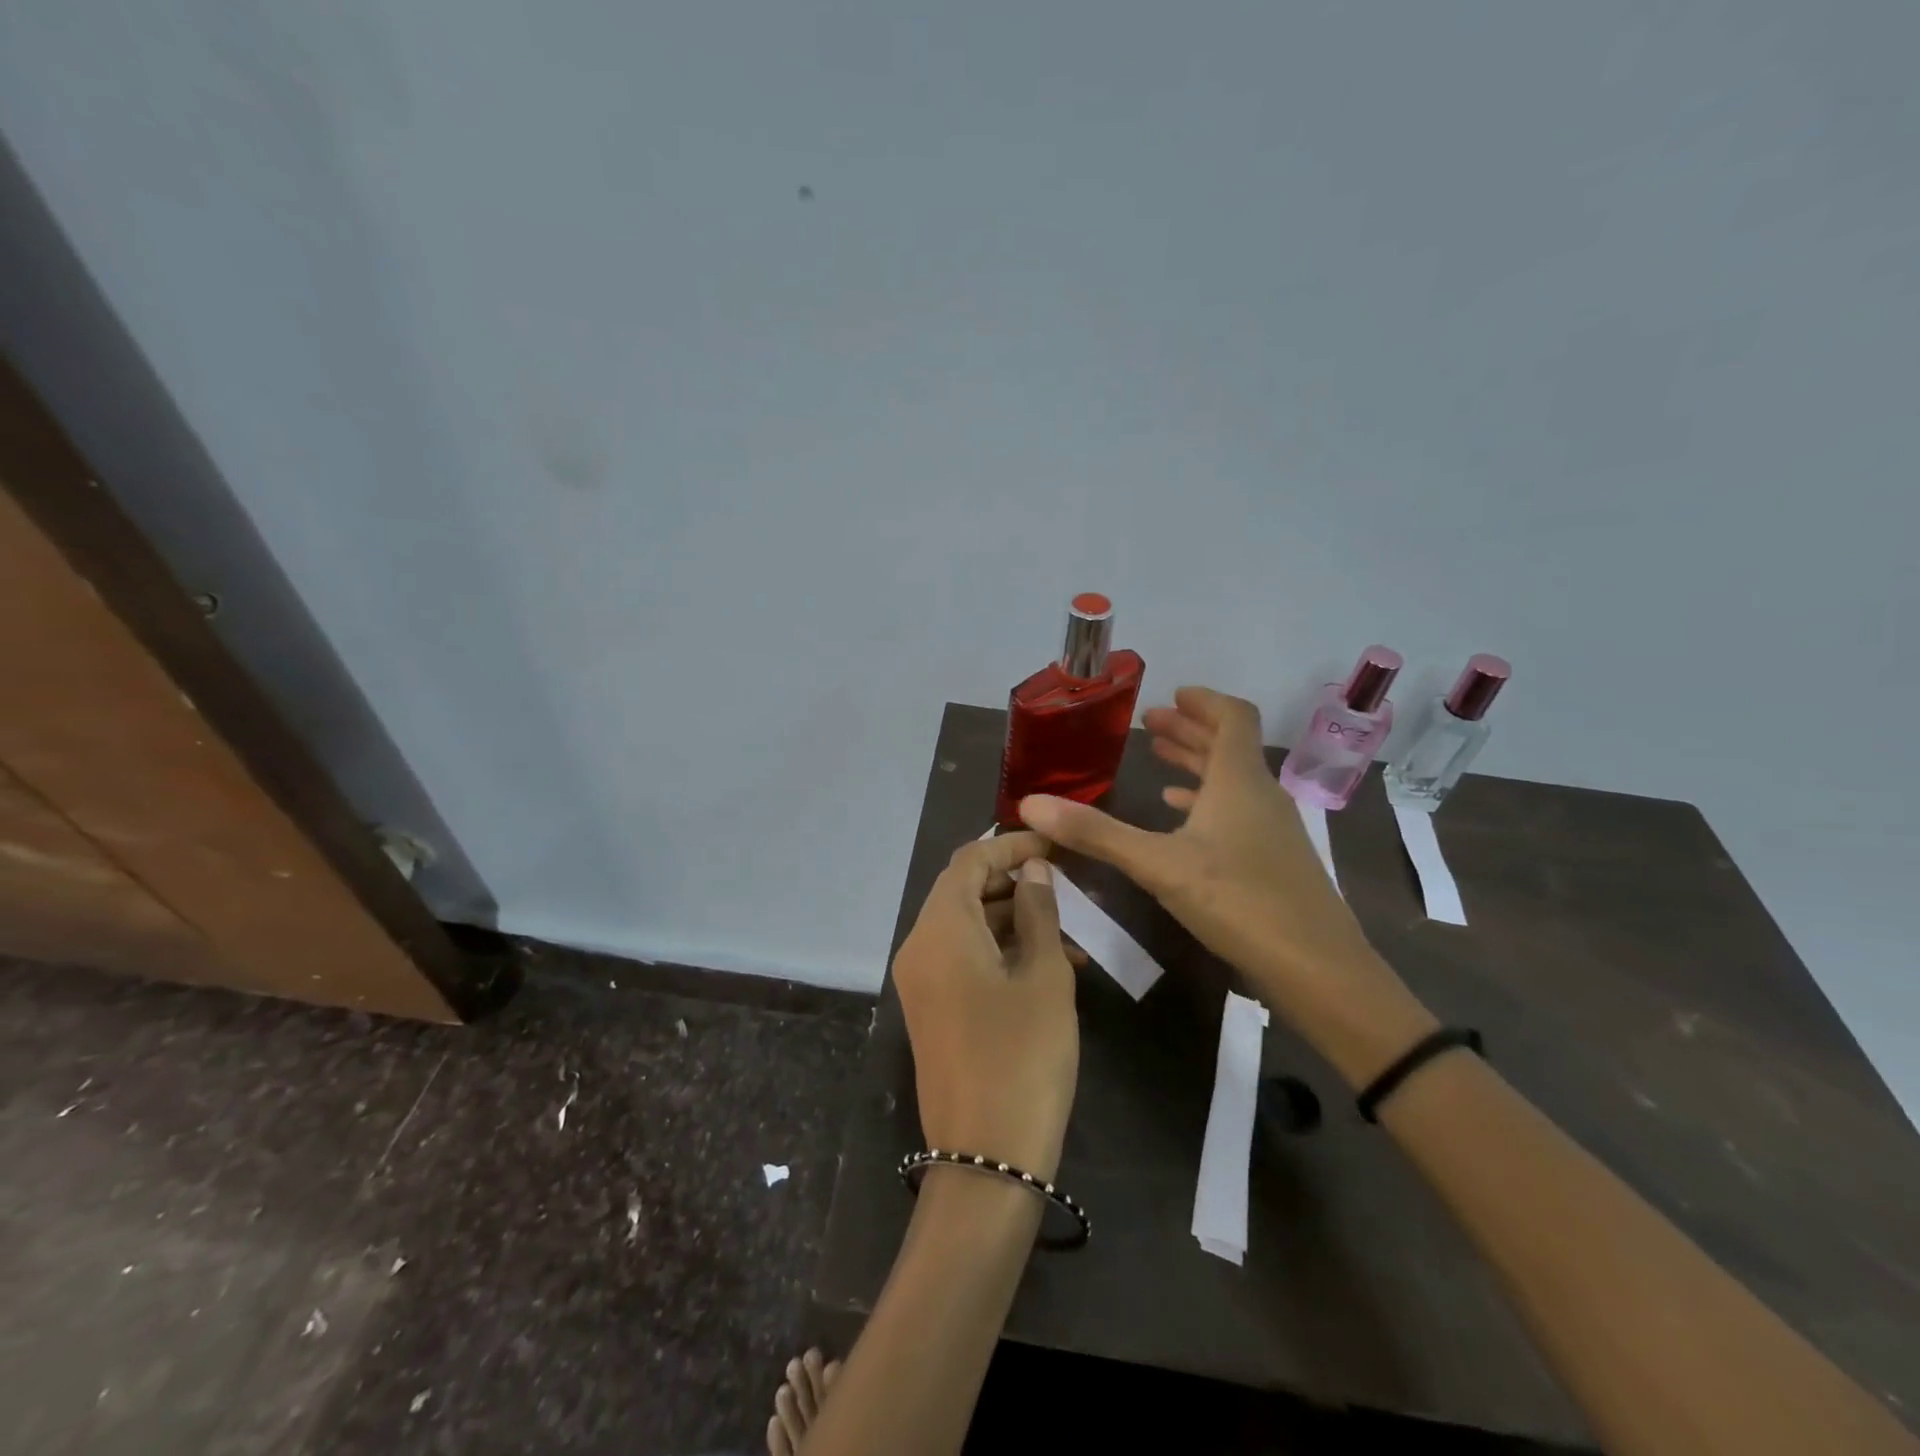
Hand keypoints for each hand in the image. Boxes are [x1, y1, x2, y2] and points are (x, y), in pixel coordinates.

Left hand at [893, 831, 1079, 1180]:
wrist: (985, 1159)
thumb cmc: (1023, 1057)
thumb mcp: (1044, 977)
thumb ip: (1039, 912)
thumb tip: (1034, 870)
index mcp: (940, 929)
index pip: (970, 861)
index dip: (1013, 845)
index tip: (1057, 845)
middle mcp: (919, 946)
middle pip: (963, 890)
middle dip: (1014, 881)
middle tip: (1066, 884)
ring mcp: (921, 981)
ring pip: (966, 926)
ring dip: (1013, 919)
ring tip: (1070, 934)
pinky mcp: (931, 1009)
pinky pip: (963, 958)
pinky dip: (1000, 950)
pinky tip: (1048, 966)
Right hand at [1018, 687, 1432, 1081]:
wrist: (1317, 968)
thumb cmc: (1239, 901)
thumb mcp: (1158, 864)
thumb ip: (1095, 833)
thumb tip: (1030, 804)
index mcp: (1238, 780)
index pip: (1232, 717)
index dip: (1203, 701)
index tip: (1172, 695)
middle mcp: (1260, 794)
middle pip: (1228, 746)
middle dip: (1190, 731)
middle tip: (1152, 724)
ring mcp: (1272, 829)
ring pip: (1232, 781)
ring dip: (1197, 766)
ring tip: (1160, 763)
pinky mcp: (1274, 860)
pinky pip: (1237, 813)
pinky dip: (1207, 804)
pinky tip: (1183, 819)